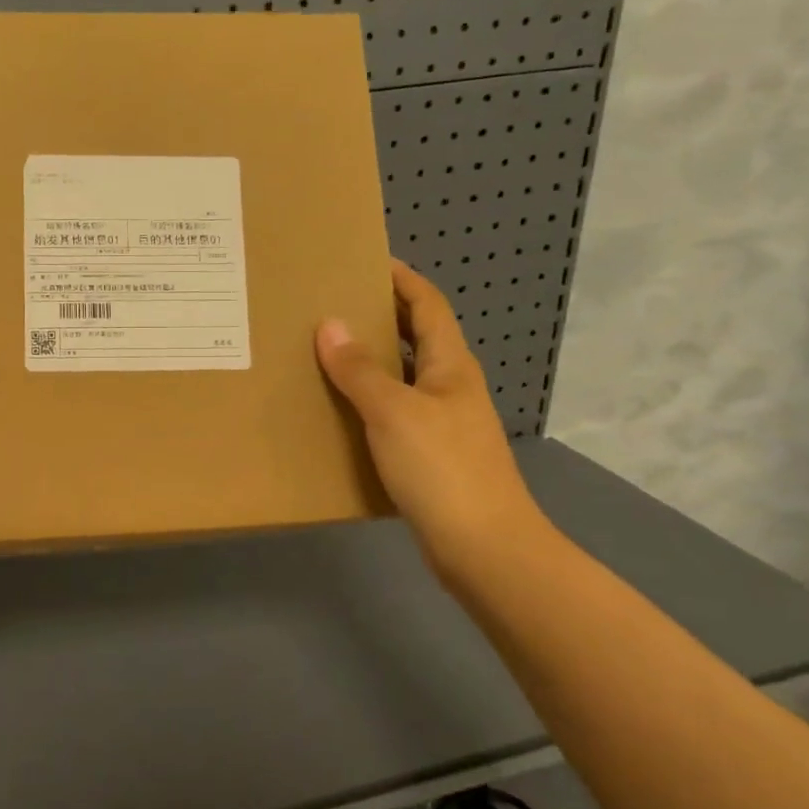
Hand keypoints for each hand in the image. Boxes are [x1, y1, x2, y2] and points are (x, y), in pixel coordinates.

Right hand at [315, 260, 544, 582]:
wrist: (483, 548)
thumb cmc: (442, 469)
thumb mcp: (394, 412)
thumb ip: (359, 370)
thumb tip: (330, 324)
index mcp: (450, 366)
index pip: (427, 306)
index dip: (402, 279)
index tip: (366, 260)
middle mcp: (450, 387)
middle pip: (416, 337)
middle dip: (381, 316)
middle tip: (333, 305)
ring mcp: (443, 424)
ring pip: (403, 377)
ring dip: (371, 362)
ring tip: (324, 353)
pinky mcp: (431, 457)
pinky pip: (394, 414)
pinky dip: (368, 403)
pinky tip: (340, 413)